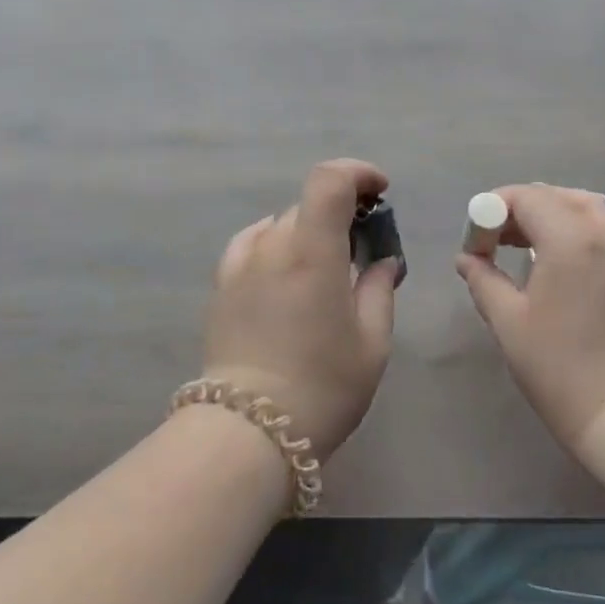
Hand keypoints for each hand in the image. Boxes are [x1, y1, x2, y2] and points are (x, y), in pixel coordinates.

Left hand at [199, 159, 401, 461]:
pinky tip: (284, 268)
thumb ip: (379, 288)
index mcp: (312, 251)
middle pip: (310, 203)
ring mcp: (241, 263)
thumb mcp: (372, 341)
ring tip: (324, 265)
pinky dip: (275, 242)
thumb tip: (382, 260)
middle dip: (341, 211)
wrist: (249, 431)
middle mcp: (272, 245)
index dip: (358, 172)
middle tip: (362, 245)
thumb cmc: (323, 386)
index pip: (330, 180)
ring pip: (282, 223)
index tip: (379, 193)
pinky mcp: (222, 284)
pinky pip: (252, 243)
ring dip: (309, 230)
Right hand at [456, 183, 604, 450]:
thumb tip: (466, 258)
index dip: (495, 210)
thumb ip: (483, 280)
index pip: (526, 199)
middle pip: (558, 198)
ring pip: (596, 207)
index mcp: (568, 241)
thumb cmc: (557, 368)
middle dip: (523, 209)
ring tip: (538, 229)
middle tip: (499, 239)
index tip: (478, 239)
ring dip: (563, 207)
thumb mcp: (508, 322)